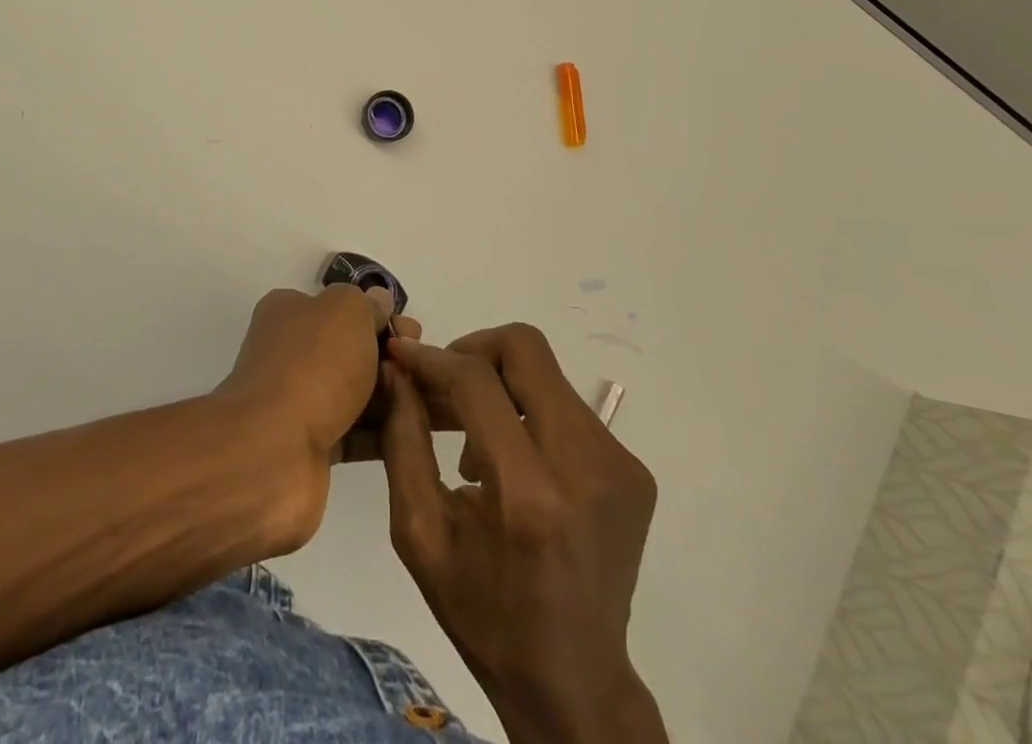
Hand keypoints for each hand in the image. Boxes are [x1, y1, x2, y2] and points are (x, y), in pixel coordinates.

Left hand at [216, 286, 421, 538]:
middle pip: (354, 351)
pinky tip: (419, 432)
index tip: (413, 333)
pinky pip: (358, 433)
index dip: (381, 317)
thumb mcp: (346, 311)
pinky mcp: (313, 447)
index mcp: (290, 313)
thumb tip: (379, 304)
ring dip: (397, 396)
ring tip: (439, 403)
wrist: (272, 453)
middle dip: (394, 358)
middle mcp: (292, 354)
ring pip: (359, 393)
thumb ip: (367, 305)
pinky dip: (387, 431)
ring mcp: (301, 403)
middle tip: (429, 369)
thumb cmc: (312, 366)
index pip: (343, 309)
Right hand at [381, 326, 666, 743]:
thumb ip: (404, 440)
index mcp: (527, 494)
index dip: (434, 357)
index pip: (476, 381)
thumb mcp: (420, 533)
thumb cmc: (483, 614)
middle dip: (474, 348)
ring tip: (476, 436)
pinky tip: (513, 460)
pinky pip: (569, 408)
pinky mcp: (633, 470)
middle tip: (444, 380)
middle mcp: (584, 466)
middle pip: (525, 349)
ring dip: (502, 385)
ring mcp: (618, 466)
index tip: (404, 353)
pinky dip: (531, 413)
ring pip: (547, 374)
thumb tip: (397, 370)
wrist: (574, 682)